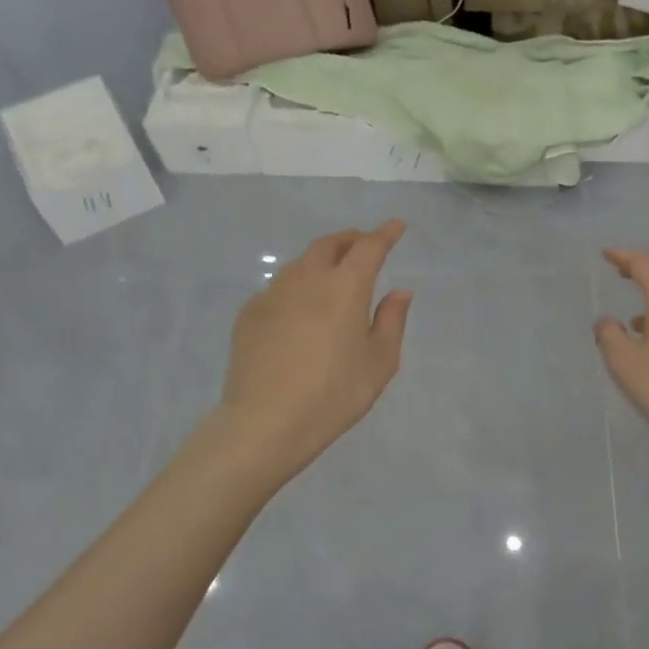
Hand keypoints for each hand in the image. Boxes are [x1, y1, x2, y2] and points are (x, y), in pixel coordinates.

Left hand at [219, 221, 411, 480]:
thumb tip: (399, 292)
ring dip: (321, 259)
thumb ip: (392, 321)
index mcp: (345, 286)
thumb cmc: (334, 394)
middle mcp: (307, 279)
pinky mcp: (249, 313)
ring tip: (332, 273)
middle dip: (350, 239)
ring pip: (300, 262)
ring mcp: (273, 293)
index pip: (369, 247)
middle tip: (364, 245)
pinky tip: (299, 307)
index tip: (396, 226)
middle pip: (330, 244)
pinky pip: (279, 287)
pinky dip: (296, 285)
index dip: (385, 234)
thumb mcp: (379, 362)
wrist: (265, 422)